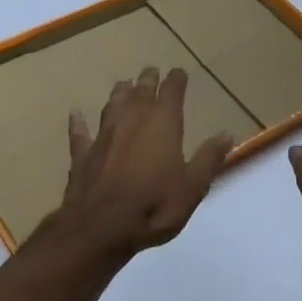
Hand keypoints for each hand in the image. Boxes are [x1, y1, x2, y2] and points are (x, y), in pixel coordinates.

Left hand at [50, 66, 234, 261]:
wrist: (99, 229)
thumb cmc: (154, 206)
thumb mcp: (193, 187)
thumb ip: (208, 158)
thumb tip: (226, 134)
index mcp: (163, 123)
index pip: (172, 91)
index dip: (176, 79)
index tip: (180, 72)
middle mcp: (132, 120)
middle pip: (141, 91)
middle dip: (149, 79)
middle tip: (152, 71)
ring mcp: (104, 135)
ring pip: (112, 104)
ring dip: (120, 93)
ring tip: (124, 84)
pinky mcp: (83, 154)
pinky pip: (80, 133)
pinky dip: (78, 123)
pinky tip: (75, 115)